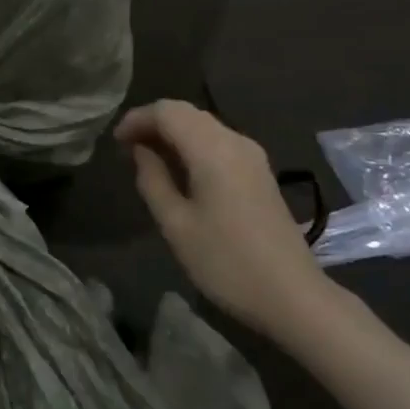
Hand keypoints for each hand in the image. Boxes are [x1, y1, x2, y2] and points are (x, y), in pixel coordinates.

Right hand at [115, 100, 329, 331]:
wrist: (294, 297)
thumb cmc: (227, 262)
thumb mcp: (176, 225)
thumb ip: (153, 180)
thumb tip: (141, 151)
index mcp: (212, 149)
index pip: (167, 111)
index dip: (137, 119)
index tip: (115, 142)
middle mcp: (234, 141)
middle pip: (187, 112)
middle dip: (153, 123)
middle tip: (127, 148)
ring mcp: (252, 155)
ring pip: (203, 125)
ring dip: (173, 134)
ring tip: (147, 158)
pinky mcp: (260, 172)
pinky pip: (218, 142)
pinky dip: (192, 145)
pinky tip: (180, 171)